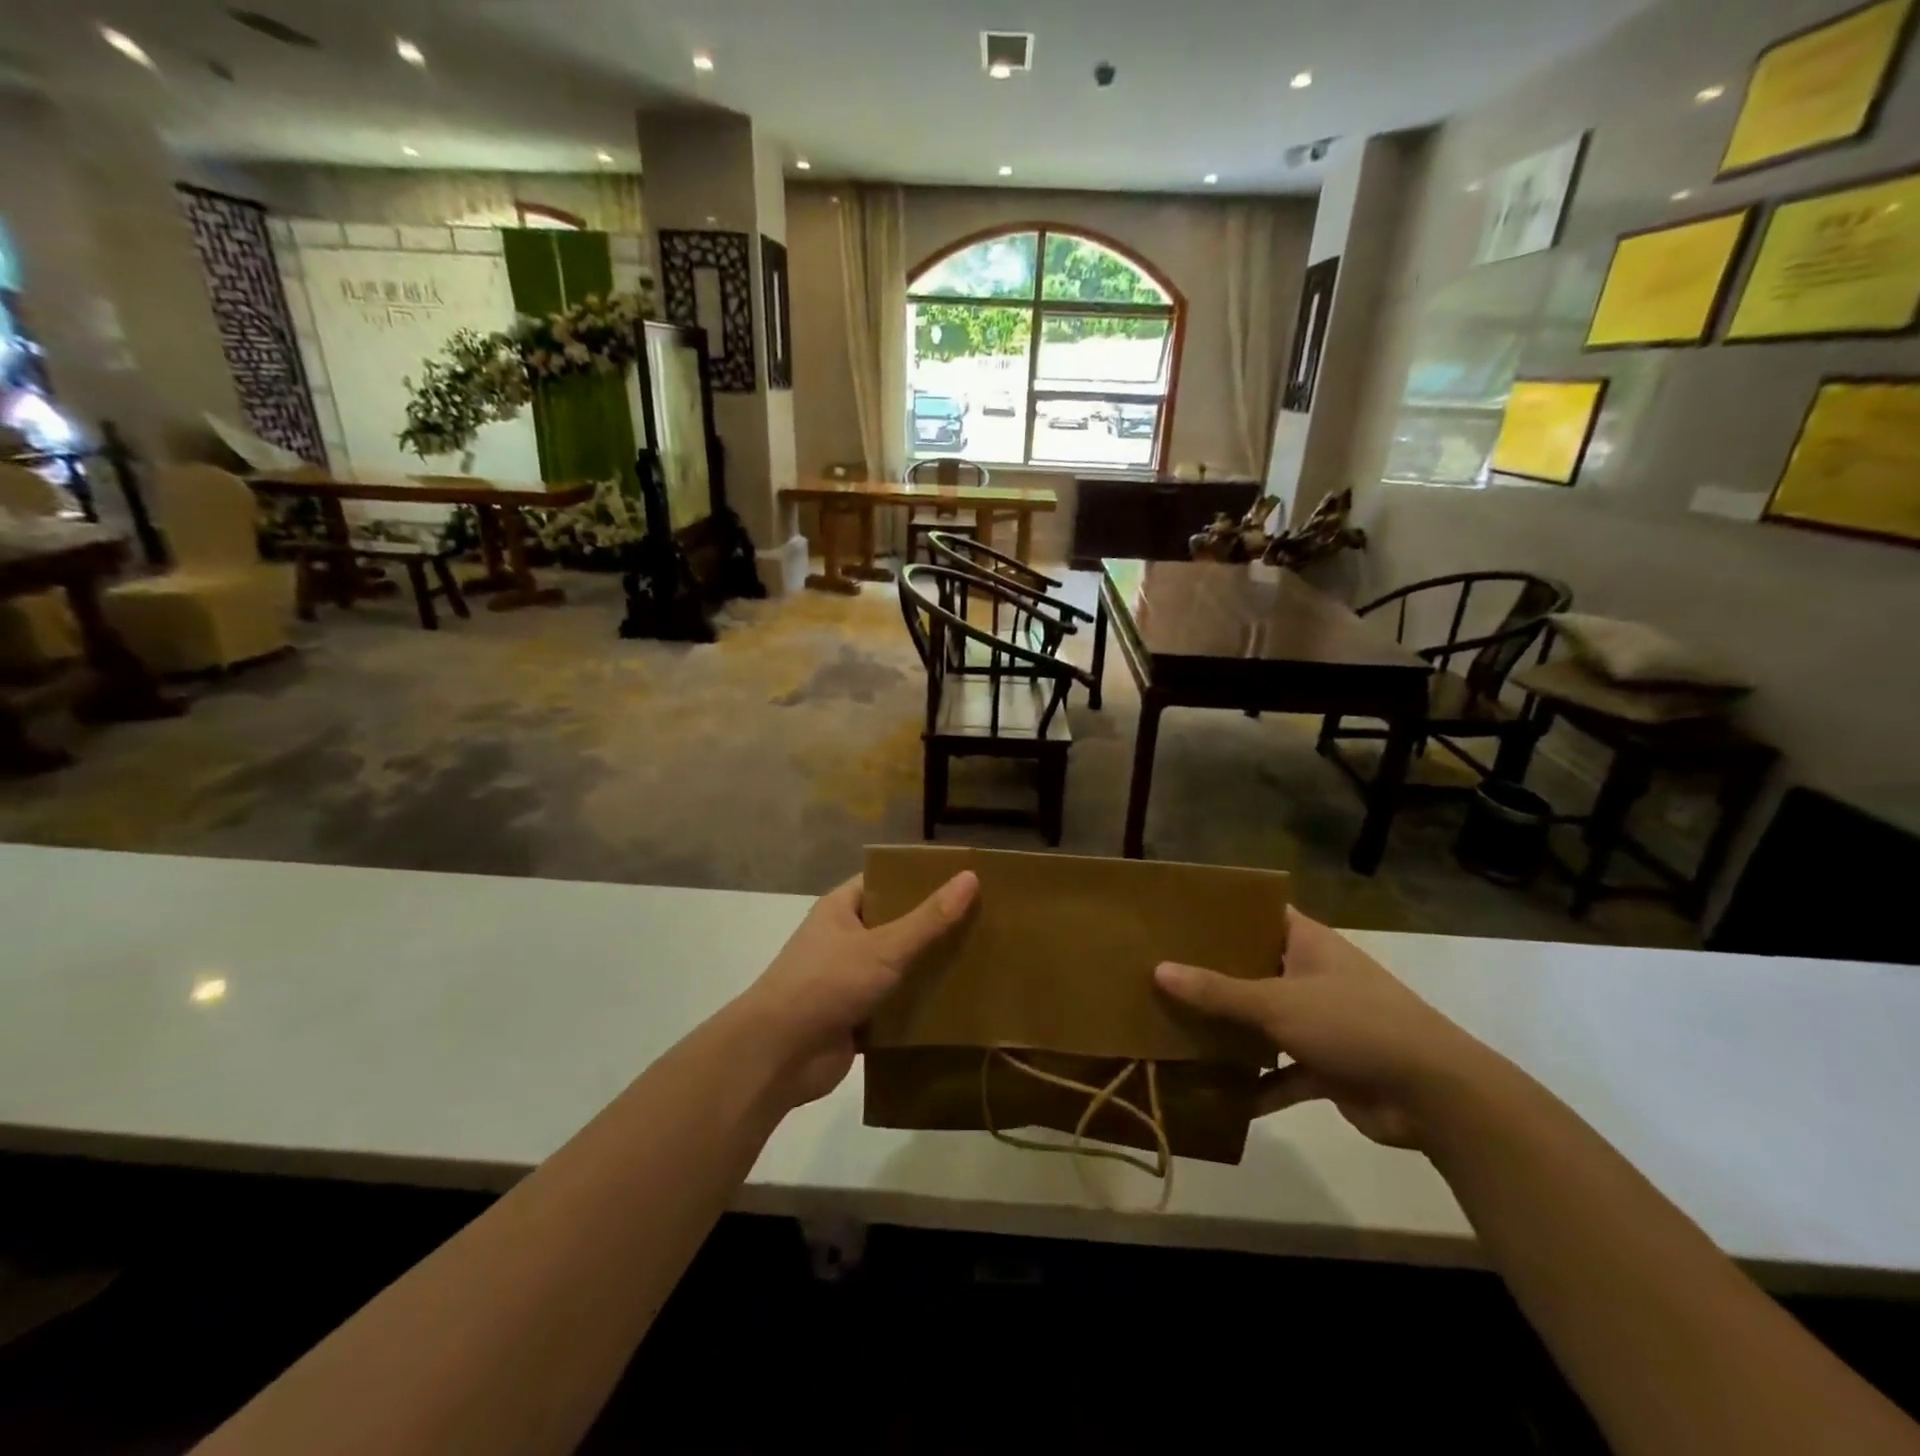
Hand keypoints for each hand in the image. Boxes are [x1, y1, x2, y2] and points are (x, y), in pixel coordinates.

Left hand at [738, 871, 978, 1108]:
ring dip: (927, 969)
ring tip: (978, 961)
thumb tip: (970, 877)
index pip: (883, 882)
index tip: (960, 880)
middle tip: (981, 921)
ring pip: (896, 968)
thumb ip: (928, 918)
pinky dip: (918, 1007)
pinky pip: (894, 1006)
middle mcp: (842, 940)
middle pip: (894, 925)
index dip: (918, 879)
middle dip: (931, 926)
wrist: (778, 1055)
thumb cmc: (827, 983)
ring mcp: (847, 981)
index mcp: (841, 909)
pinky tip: (957, 1006)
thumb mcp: (884, 946)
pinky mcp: (855, 1019)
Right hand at [1154, 908, 1488, 1148]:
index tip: (1179, 915)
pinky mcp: (1329, 1067)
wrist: (1435, 1095)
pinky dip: (1257, 1084)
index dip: (1224, 912)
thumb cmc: (1353, 1024)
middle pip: (1256, 968)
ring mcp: (1323, 1022)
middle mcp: (1314, 976)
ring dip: (1233, 1031)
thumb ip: (1218, 991)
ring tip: (1178, 1028)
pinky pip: (1282, 1072)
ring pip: (1266, 1021)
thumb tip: (1159, 970)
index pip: (1261, 914)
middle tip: (1161, 971)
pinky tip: (1219, 1095)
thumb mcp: (1277, 1002)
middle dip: (1215, 975)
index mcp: (1308, 944)